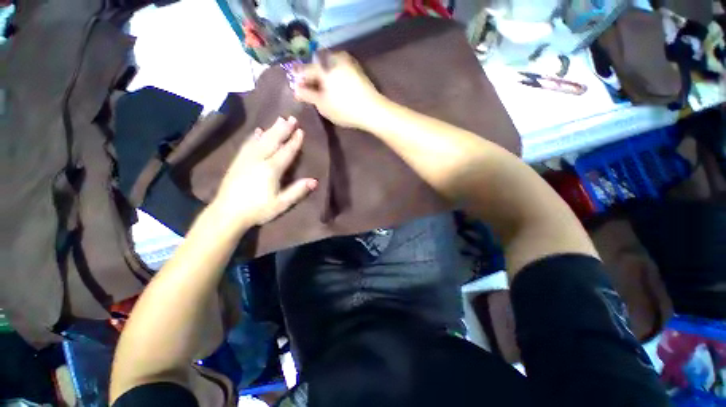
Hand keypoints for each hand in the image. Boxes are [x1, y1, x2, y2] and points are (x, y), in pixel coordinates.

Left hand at [211, 117, 317, 228]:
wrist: (227, 213)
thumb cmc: (258, 210)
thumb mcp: (281, 203)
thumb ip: (298, 191)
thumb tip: (315, 181)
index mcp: (271, 169)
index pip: (286, 152)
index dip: (294, 141)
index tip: (301, 130)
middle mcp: (258, 159)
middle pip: (273, 141)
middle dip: (283, 129)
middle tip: (291, 118)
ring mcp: (246, 159)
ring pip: (260, 139)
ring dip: (271, 129)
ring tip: (278, 120)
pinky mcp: (237, 161)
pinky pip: (247, 144)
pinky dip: (254, 136)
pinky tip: (257, 131)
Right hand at [293, 52, 385, 128]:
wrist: (372, 110)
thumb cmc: (344, 109)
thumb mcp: (322, 105)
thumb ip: (307, 95)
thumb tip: (296, 89)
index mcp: (323, 66)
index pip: (305, 70)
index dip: (299, 80)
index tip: (296, 89)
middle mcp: (334, 58)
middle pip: (317, 66)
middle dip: (311, 77)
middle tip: (309, 90)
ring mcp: (347, 61)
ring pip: (328, 67)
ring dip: (323, 76)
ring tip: (322, 91)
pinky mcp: (356, 68)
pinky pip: (338, 69)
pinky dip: (333, 76)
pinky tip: (334, 87)